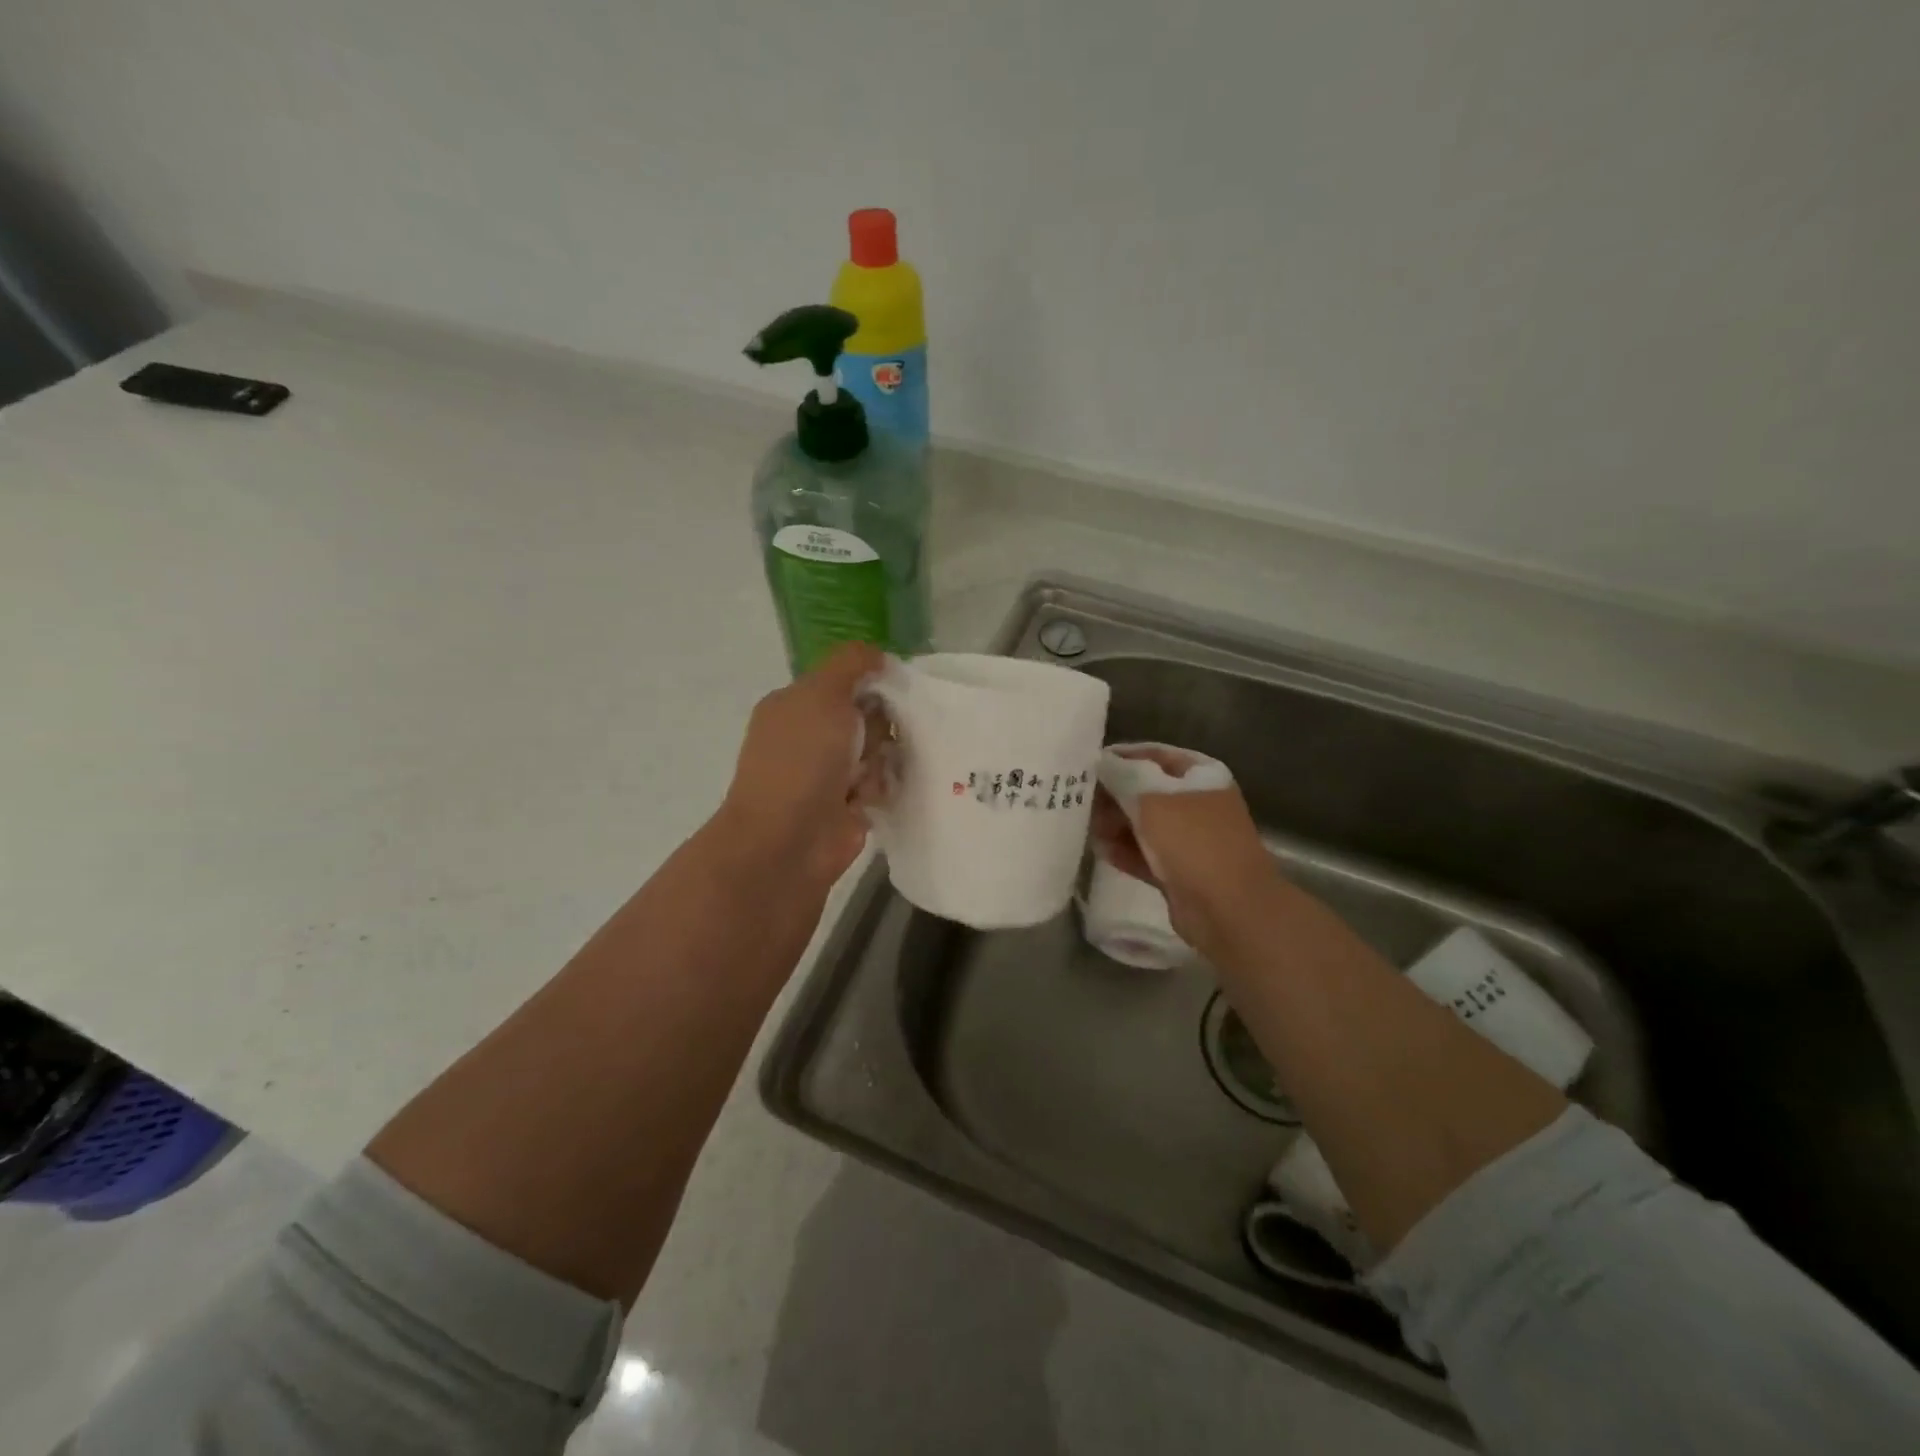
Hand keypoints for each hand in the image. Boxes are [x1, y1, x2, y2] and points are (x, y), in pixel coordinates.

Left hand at [713, 643, 890, 890]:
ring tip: (871, 774)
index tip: (893, 689)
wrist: (788, 839)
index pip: (843, 681)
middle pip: (866, 716)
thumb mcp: (823, 693)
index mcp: (795, 705)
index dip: (871, 682)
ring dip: (882, 760)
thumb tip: (877, 654)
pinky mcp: (847, 807)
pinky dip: (882, 788)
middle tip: (878, 737)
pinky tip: (873, 796)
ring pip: (877, 751)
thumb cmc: (801, 759)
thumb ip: (851, 664)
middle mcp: (809, 737)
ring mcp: (827, 774)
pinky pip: (880, 785)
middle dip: (880, 725)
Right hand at [1090, 746, 1280, 954]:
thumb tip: (1100, 761)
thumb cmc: (1192, 840)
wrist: (1228, 909)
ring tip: (1086, 827)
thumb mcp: (1151, 796)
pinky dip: (1124, 851)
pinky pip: (1145, 854)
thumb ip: (1121, 774)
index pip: (1153, 755)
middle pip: (1145, 790)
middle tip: (1079, 800)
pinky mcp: (1179, 871)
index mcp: (1200, 774)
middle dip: (1112, 794)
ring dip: (1114, 824)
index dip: (1119, 757)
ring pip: (1143, 824)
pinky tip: (1099, 850)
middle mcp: (1196, 802)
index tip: (1085, 764)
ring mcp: (1189, 839)